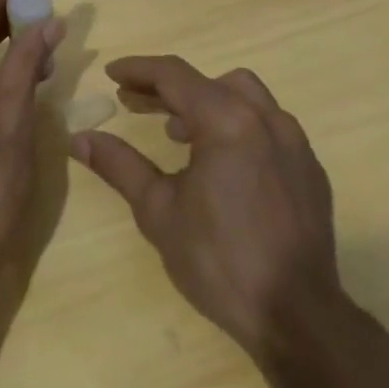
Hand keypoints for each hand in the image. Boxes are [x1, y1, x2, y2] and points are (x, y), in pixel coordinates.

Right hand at [71, 56, 350, 355]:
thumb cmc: (219, 260)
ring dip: (206, 102)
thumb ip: (119, 165)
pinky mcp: (309, 168)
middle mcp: (265, 118)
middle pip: (209, 81)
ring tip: (176, 131)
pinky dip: (237, 125)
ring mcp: (294, 142)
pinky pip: (267, 125)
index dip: (138, 69)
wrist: (297, 317)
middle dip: (167, 87)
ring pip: (244, 96)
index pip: (174, 75)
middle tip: (133, 102)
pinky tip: (221, 162)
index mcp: (227, 120)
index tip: (111, 74)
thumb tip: (79, 138)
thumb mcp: (158, 211)